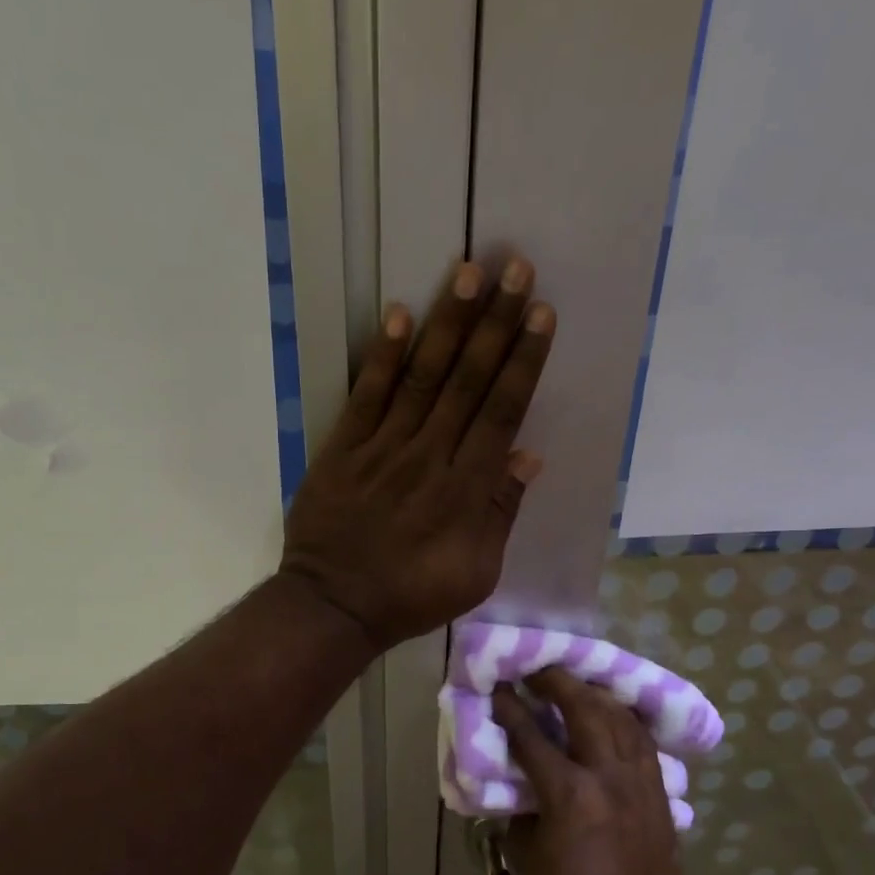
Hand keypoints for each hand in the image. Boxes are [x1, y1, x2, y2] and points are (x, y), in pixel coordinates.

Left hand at [281, 257, 553, 649]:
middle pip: (468, 381)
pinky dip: (382, 356)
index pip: (502, 412)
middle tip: (515, 268)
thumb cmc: (411, 596)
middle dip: (495, 323)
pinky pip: (366, 396)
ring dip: (447, 324)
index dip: (523, 361)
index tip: (540, 314)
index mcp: (466, 489)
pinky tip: (397, 315)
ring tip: (468, 273)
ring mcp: (383, 448)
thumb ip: (500, 512)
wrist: (334, 606)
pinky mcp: (343, 449)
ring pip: (422, 376)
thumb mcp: (476, 573)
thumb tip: (528, 455)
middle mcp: (429, 456)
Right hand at [492, 668, 685, 874]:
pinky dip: (623, 719)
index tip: (498, 686)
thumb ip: (520, 806)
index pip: (531, 736)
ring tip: (575, 684)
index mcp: (568, 793)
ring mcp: (639, 781)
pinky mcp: (659, 791)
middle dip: (558, 682)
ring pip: (620, 718)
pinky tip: (612, 713)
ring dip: (594, 694)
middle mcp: (607, 776)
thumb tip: (520, 779)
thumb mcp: (524, 852)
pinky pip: (642, 740)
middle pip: (585, 709)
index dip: (511, 707)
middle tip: (538, 670)